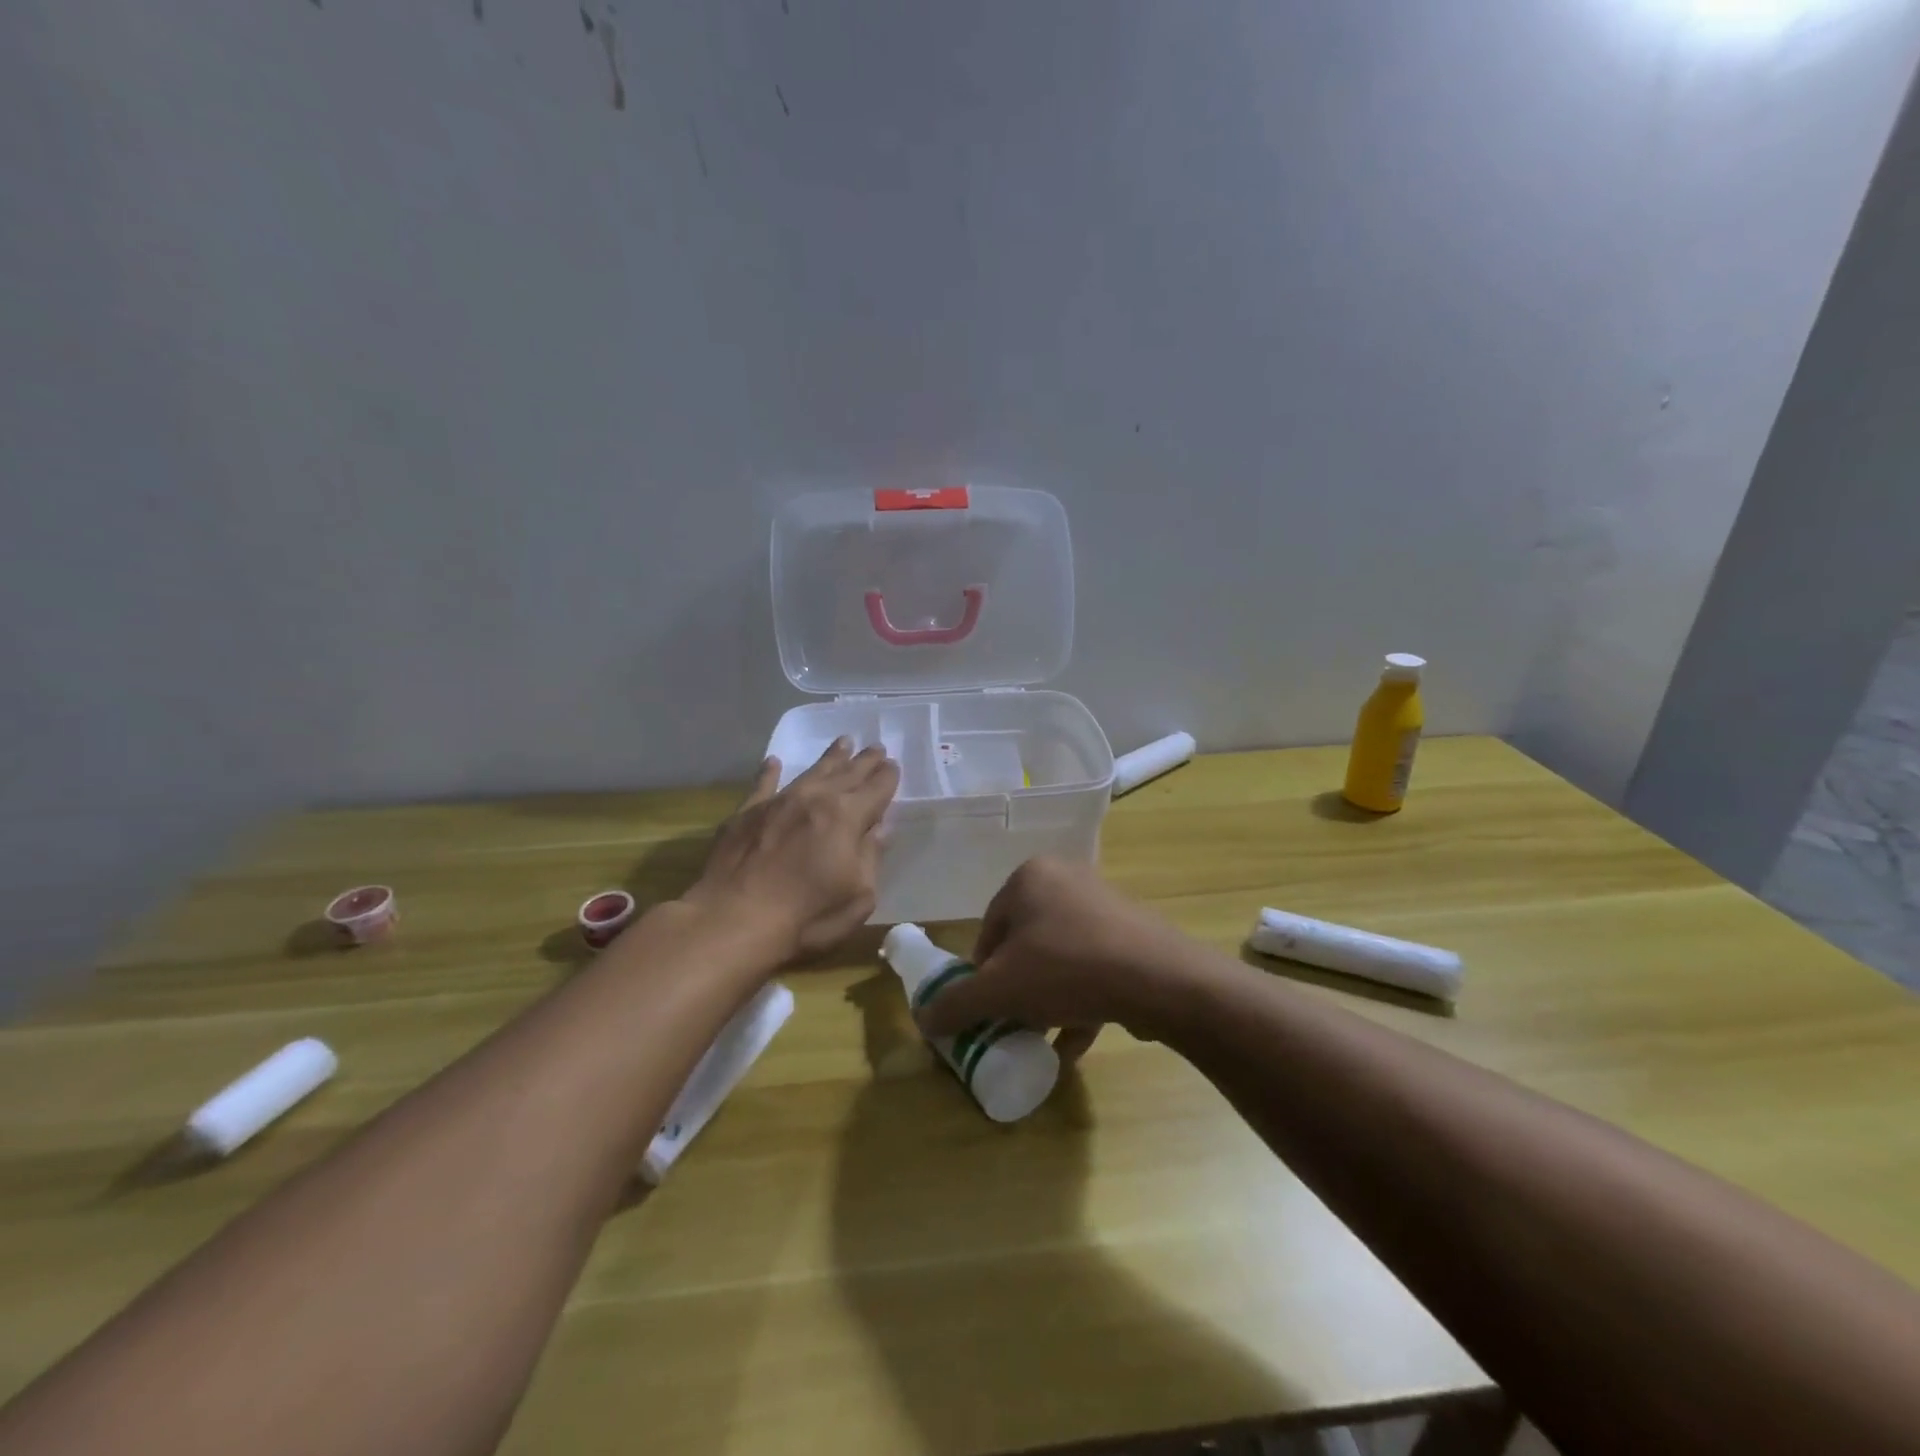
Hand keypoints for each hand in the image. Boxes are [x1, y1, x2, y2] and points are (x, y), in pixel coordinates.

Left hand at [684, 739, 898, 959]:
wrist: (733, 921)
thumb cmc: (807, 917)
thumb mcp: (858, 897)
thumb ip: (870, 858)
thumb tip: (878, 829)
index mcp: (846, 817)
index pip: (876, 789)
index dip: (887, 777)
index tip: (894, 765)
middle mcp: (814, 799)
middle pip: (847, 774)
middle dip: (864, 761)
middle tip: (876, 747)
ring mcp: (777, 802)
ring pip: (811, 772)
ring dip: (830, 758)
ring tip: (843, 742)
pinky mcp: (745, 814)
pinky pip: (762, 785)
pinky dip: (769, 772)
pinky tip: (773, 761)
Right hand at [913, 856, 1197, 1061]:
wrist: (1159, 978)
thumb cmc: (1066, 969)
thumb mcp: (1000, 990)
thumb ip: (957, 1003)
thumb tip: (923, 1019)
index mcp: (1029, 877)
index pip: (989, 929)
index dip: (982, 975)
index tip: (988, 1009)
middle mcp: (1066, 880)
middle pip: (1024, 944)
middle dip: (1016, 989)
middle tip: (1014, 1023)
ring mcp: (1103, 904)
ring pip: (1059, 959)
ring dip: (1046, 1001)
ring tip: (1041, 1038)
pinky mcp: (1132, 933)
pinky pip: (1093, 967)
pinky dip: (1078, 1003)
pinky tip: (1072, 1044)